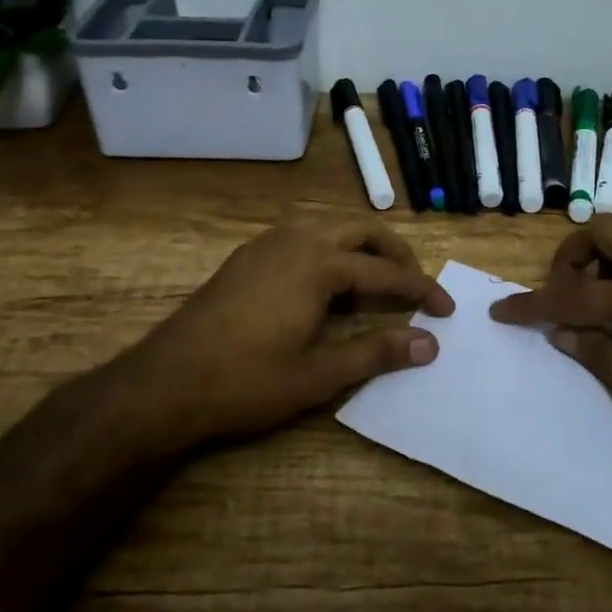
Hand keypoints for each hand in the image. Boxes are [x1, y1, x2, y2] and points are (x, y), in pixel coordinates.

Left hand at [120, 217, 453, 449]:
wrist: (165, 383)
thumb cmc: (247, 382)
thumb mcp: (319, 374)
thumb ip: (376, 352)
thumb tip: (429, 344)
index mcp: (319, 263)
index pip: (386, 273)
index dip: (421, 290)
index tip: (447, 310)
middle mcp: (297, 239)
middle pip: (362, 231)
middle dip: (395, 255)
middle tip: (414, 287)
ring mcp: (268, 243)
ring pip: (330, 227)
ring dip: (361, 248)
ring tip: (377, 284)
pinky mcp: (248, 255)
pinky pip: (303, 236)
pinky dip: (330, 250)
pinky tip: (328, 285)